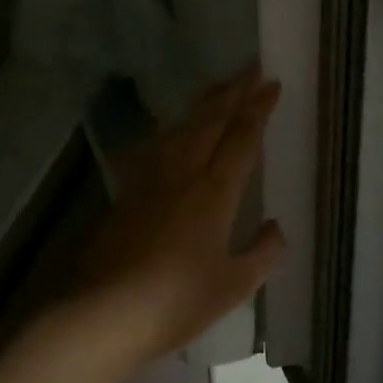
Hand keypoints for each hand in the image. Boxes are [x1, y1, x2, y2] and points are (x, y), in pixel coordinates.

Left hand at [73, 69, 284, 362]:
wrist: (105, 313)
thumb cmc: (178, 300)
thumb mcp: (234, 285)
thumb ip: (263, 253)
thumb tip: (276, 228)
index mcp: (215, 192)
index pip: (242, 138)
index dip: (258, 109)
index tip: (271, 85)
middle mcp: (184, 174)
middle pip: (211, 121)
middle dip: (233, 92)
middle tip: (250, 69)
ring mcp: (150, 181)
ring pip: (182, 128)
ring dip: (204, 104)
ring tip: (218, 89)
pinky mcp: (127, 194)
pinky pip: (156, 148)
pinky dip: (173, 130)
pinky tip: (172, 132)